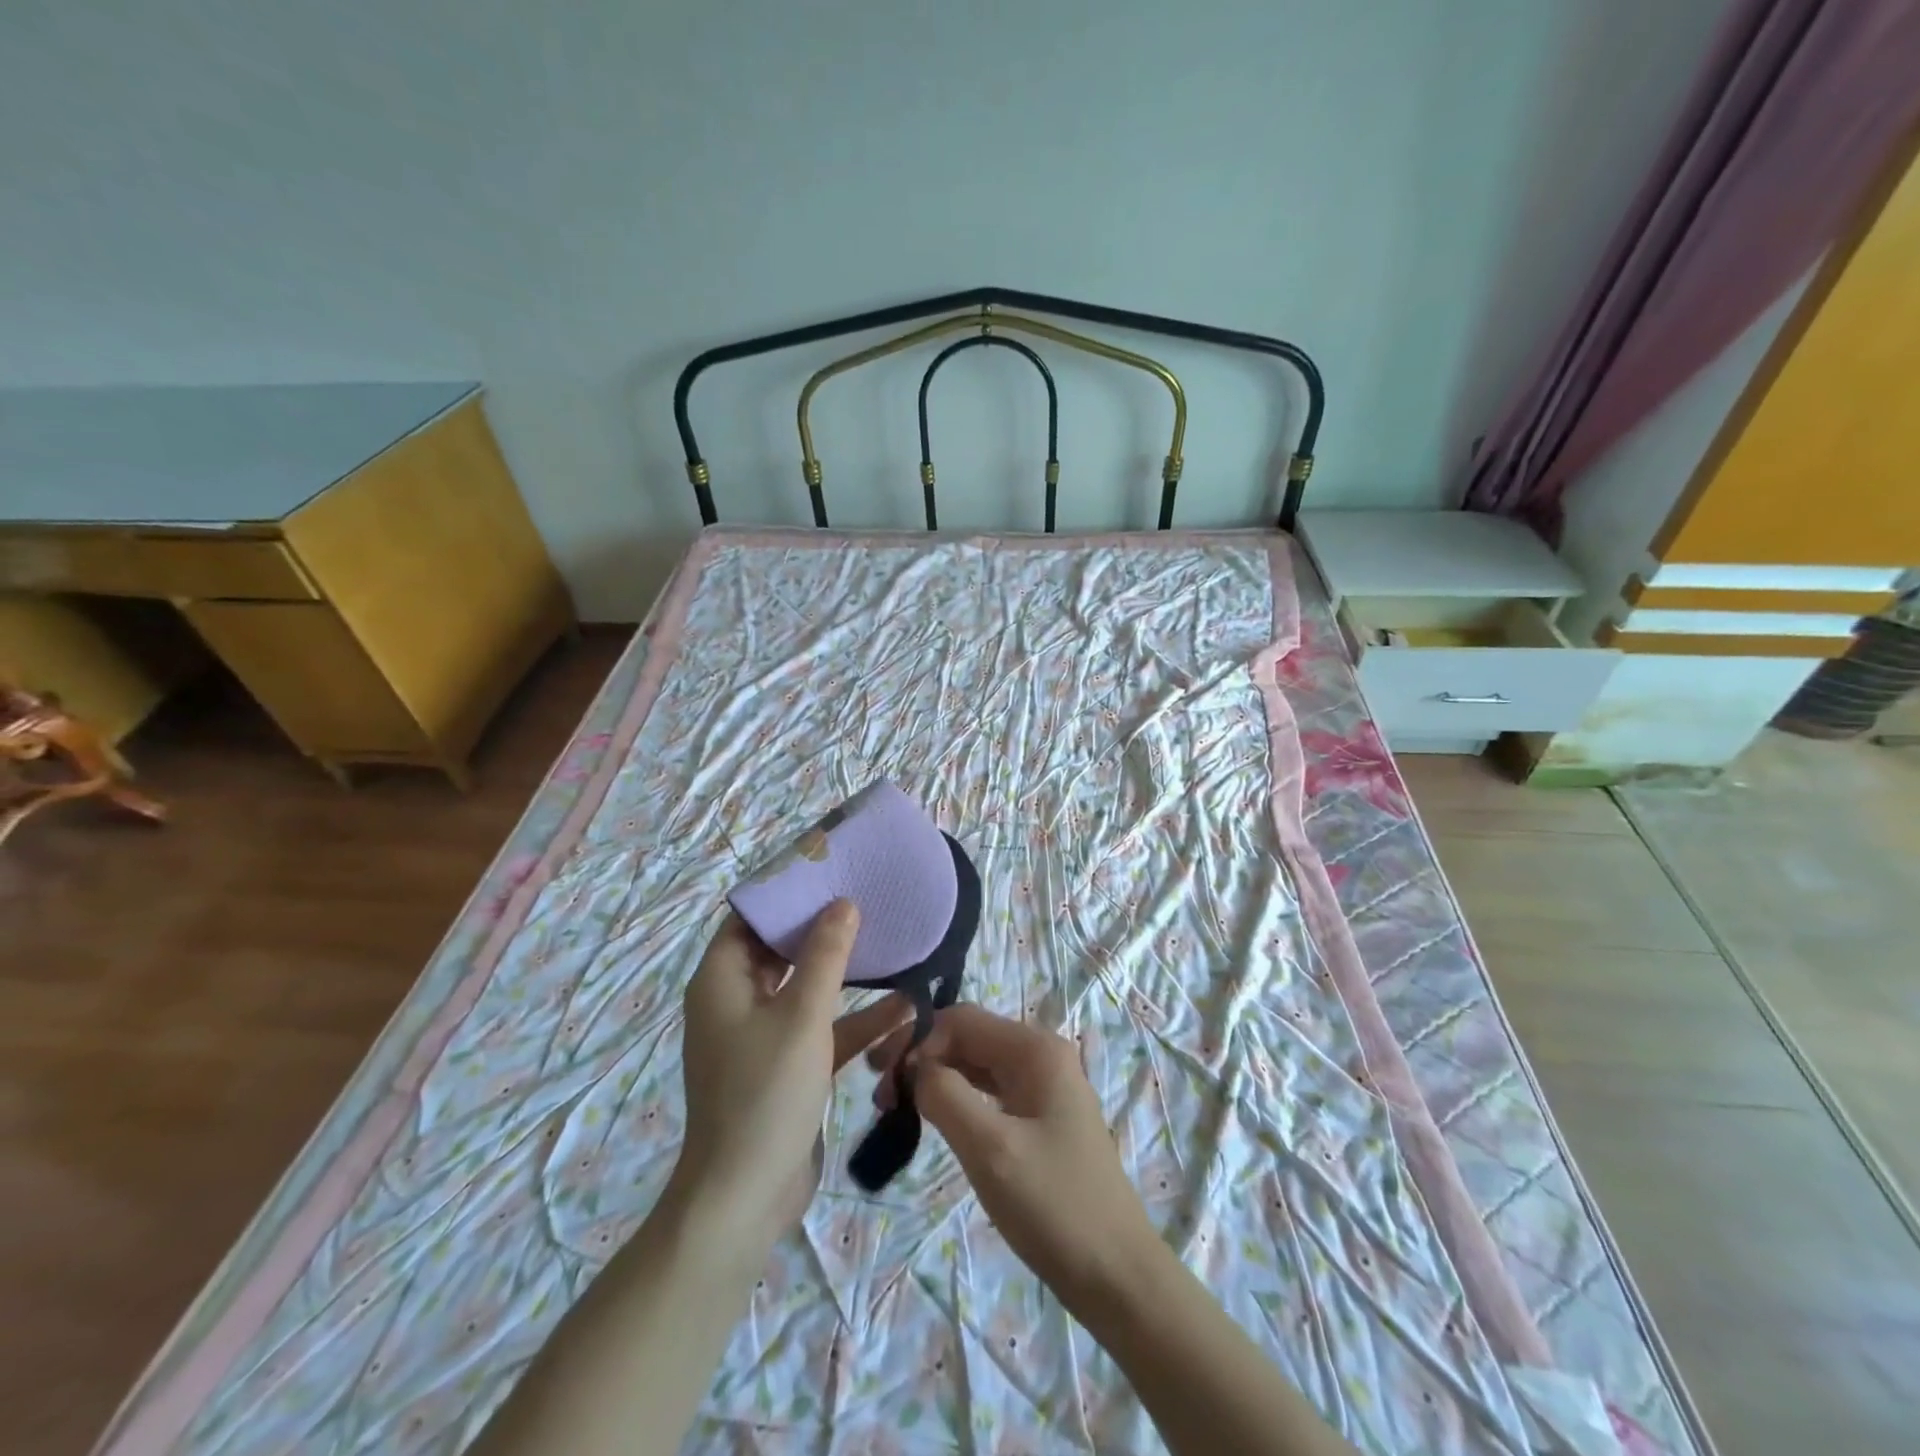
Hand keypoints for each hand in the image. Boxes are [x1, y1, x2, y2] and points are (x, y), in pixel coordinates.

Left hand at [676, 903, 908, 1252]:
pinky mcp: (787, 1067)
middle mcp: (737, 1002)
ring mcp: (762, 1036)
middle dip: (823, 929)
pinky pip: (822, 1029)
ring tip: (890, 943)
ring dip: (846, 974)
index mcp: (723, 981)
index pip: (750, 919)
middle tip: (867, 899)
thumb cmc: (765, 1093)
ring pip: (807, 990)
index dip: (786, 894)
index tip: (829, 870)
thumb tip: (843, 904)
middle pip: (781, 950)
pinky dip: (854, 1020)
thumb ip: (825, 956)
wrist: (745, 1198)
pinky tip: (904, 1007)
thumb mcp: (802, 1016)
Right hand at [878, 1005, 1163, 1307]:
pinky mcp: (1041, 1117)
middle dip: (923, 1058)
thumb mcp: (990, 1148)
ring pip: (977, 1065)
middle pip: (969, 1038)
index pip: (962, 1020)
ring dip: (937, 1079)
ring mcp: (1044, 1087)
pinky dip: (958, 1099)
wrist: (1117, 1276)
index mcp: (1035, 1049)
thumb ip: (945, 1095)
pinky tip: (935, 1119)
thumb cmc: (1053, 1205)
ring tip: (896, 1107)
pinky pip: (990, 1092)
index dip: (917, 1040)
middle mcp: (1041, 1055)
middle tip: (880, 1096)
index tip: (879, 1077)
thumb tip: (913, 1067)